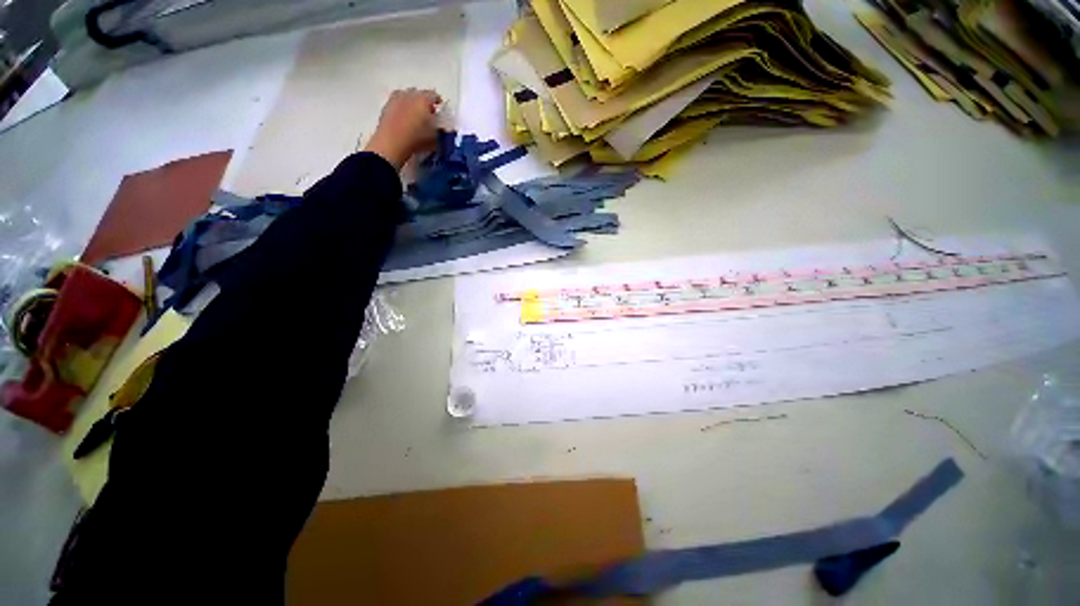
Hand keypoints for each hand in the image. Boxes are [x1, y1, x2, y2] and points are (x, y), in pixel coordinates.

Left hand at [365, 88, 441, 169]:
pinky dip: (402, 107)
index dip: (438, 102)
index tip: (440, 109)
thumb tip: (443, 127)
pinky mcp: (386, 106)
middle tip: (428, 113)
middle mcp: (409, 95)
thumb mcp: (434, 138)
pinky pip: (397, 102)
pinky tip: (403, 118)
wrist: (391, 143)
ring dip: (412, 103)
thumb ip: (440, 130)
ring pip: (407, 96)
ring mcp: (396, 98)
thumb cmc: (416, 140)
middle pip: (419, 93)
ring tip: (415, 115)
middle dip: (424, 101)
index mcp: (423, 99)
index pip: (434, 95)